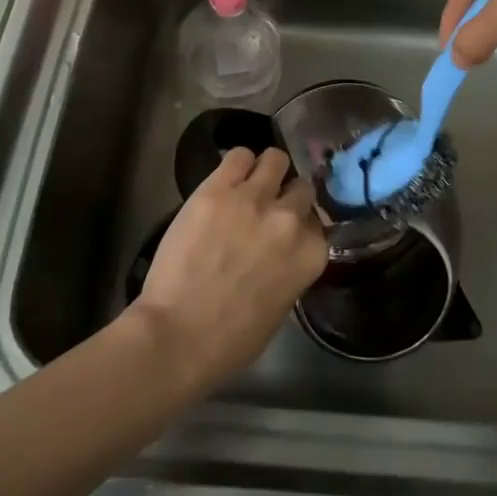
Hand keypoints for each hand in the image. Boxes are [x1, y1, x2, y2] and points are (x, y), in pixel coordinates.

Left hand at [131, 147, 326, 391]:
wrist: (178, 335)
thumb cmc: (231, 340)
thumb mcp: (281, 307)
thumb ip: (290, 269)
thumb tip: (282, 252)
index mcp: (311, 254)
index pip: (317, 221)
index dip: (300, 224)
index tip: (285, 231)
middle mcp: (290, 219)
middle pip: (301, 187)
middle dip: (286, 196)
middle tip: (265, 208)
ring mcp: (254, 198)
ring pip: (275, 159)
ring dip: (265, 171)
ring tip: (248, 184)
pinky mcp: (218, 188)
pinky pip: (238, 155)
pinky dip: (236, 164)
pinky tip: (226, 180)